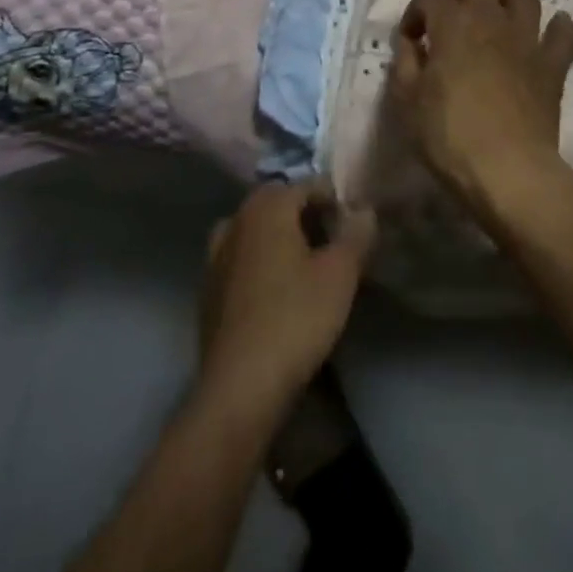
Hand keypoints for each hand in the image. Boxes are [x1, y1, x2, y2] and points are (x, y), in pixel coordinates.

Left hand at [197, 181, 375, 411]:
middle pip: (277, 204)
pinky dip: (260, 263)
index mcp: (267, 207)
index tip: (354, 225)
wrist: (240, 386)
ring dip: (280, 238)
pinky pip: (241, 260)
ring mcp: (216, 256)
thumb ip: (355, 235)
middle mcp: (236, 221)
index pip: (306, 185)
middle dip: (306, 215)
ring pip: (256, 231)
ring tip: (306, 266)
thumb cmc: (296, 318)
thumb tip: (364, 209)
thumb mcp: (340, 274)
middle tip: (333, 243)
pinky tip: (278, 292)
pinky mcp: (208, 290)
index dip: (334, 199)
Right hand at [386, 0, 572, 215]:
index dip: (416, 11)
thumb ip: (406, 63)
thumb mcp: (407, 102)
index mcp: (453, 25)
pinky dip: (558, 27)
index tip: (411, 38)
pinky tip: (551, 30)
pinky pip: (564, 34)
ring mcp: (527, 40)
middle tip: (449, 16)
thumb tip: (412, 42)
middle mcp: (491, 21)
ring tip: (494, 13)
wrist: (508, 169)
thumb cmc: (449, 136)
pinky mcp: (552, 65)